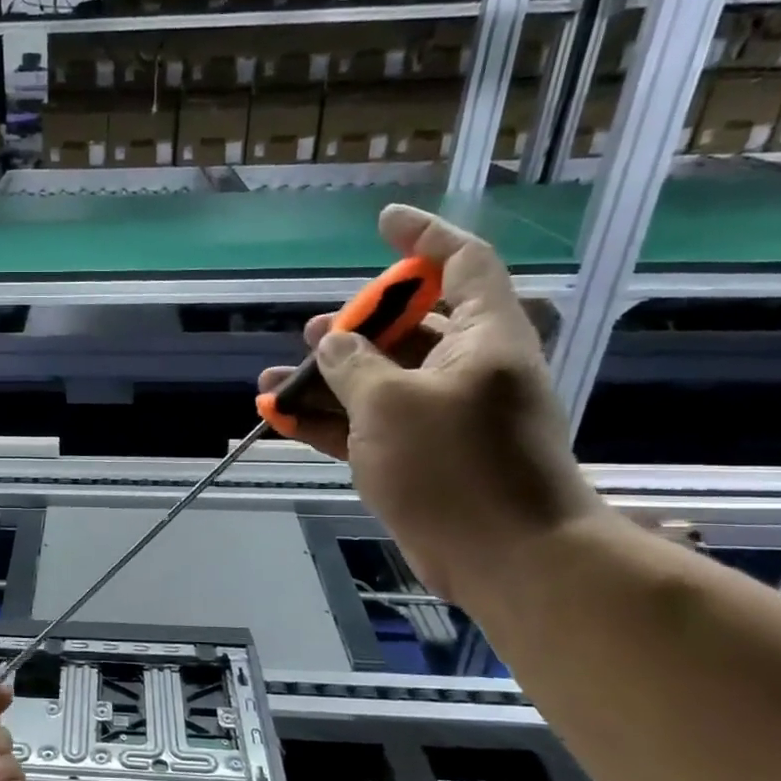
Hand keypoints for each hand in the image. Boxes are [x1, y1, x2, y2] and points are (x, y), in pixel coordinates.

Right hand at [259, 204, 602, 602]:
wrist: (506, 557)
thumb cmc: (455, 464)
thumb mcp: (391, 402)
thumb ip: (353, 364)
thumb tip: (331, 342)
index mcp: (484, 337)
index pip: (462, 264)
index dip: (424, 238)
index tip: (383, 223)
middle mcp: (468, 369)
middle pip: (409, 328)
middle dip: (355, 325)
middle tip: (312, 331)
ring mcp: (443, 416)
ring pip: (378, 381)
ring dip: (326, 380)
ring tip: (274, 380)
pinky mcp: (420, 457)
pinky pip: (367, 425)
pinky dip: (327, 421)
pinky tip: (280, 417)